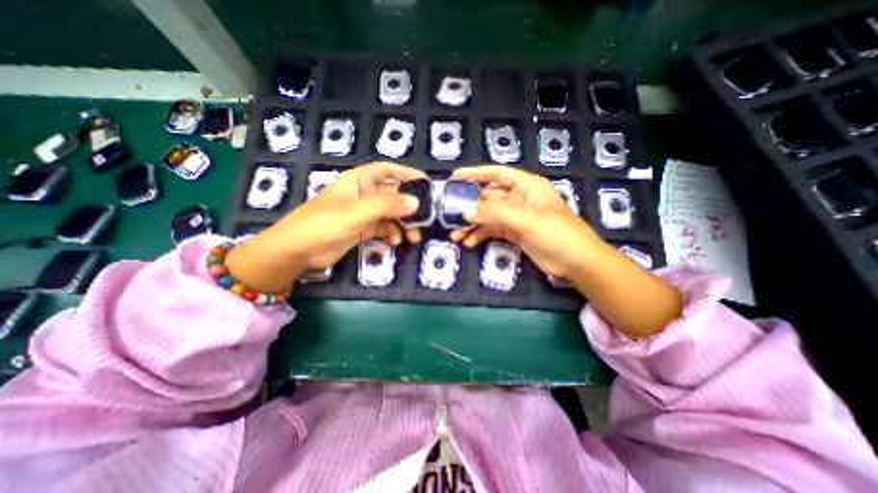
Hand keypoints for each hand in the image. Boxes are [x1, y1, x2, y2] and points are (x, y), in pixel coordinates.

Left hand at [224, 162, 425, 292]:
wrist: (297, 251)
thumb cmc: (323, 223)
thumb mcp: (357, 212)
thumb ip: (387, 205)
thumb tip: (416, 203)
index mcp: (359, 181)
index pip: (387, 171)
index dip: (406, 173)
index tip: (425, 183)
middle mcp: (363, 194)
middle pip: (393, 195)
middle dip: (409, 207)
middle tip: (424, 219)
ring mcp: (363, 213)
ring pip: (390, 214)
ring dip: (403, 224)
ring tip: (412, 237)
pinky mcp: (362, 229)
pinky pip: (383, 228)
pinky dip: (391, 234)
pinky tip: (394, 242)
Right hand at [449, 165, 607, 277]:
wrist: (577, 262)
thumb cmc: (557, 234)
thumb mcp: (526, 219)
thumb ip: (495, 213)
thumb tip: (466, 211)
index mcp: (527, 186)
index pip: (497, 173)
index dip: (476, 173)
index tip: (456, 177)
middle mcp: (519, 199)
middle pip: (489, 197)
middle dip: (470, 206)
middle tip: (449, 215)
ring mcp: (516, 217)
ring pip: (488, 217)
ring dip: (472, 225)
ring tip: (456, 235)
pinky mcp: (514, 233)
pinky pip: (492, 231)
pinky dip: (480, 236)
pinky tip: (469, 243)